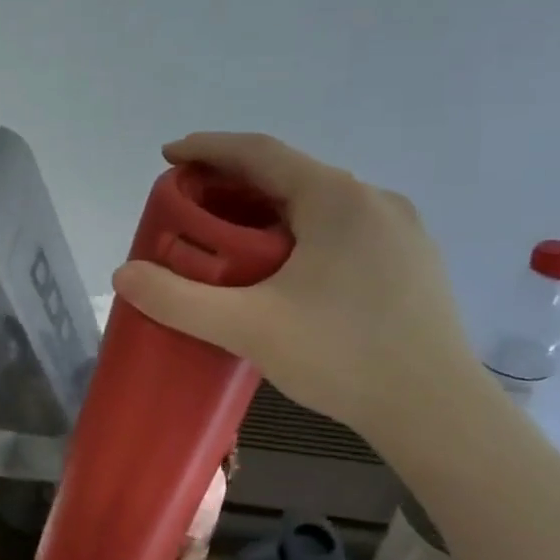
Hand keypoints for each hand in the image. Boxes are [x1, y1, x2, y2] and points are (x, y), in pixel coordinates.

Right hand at [111, 132, 479, 444]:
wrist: (437, 411)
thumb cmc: (342, 356)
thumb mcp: (248, 327)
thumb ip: (179, 300)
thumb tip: (123, 275)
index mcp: (336, 199)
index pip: (260, 153)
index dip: (208, 148)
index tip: (168, 156)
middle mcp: (374, 201)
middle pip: (289, 176)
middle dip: (233, 185)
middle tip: (190, 207)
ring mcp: (401, 231)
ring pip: (318, 205)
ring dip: (267, 212)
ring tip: (229, 240)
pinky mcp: (411, 263)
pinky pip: (342, 230)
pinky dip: (299, 234)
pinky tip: (284, 272)